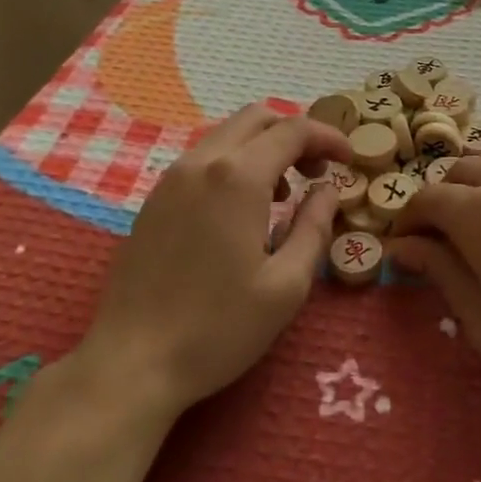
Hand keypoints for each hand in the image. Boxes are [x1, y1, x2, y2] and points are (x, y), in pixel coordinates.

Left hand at [75, 105, 350, 417]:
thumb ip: (314, 226)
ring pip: (228, 134)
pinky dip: (235, 162)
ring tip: (284, 194)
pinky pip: (205, 157)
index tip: (350, 160)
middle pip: (258, 117)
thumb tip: (328, 190)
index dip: (328, 137)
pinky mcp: (155, 198)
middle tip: (318, 173)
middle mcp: (202, 162)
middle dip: (296, 135)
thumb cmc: (217, 328)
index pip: (293, 130)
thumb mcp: (286, 285)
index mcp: (237, 177)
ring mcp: (172, 178)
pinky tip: (243, 209)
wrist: (130, 364)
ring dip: (265, 147)